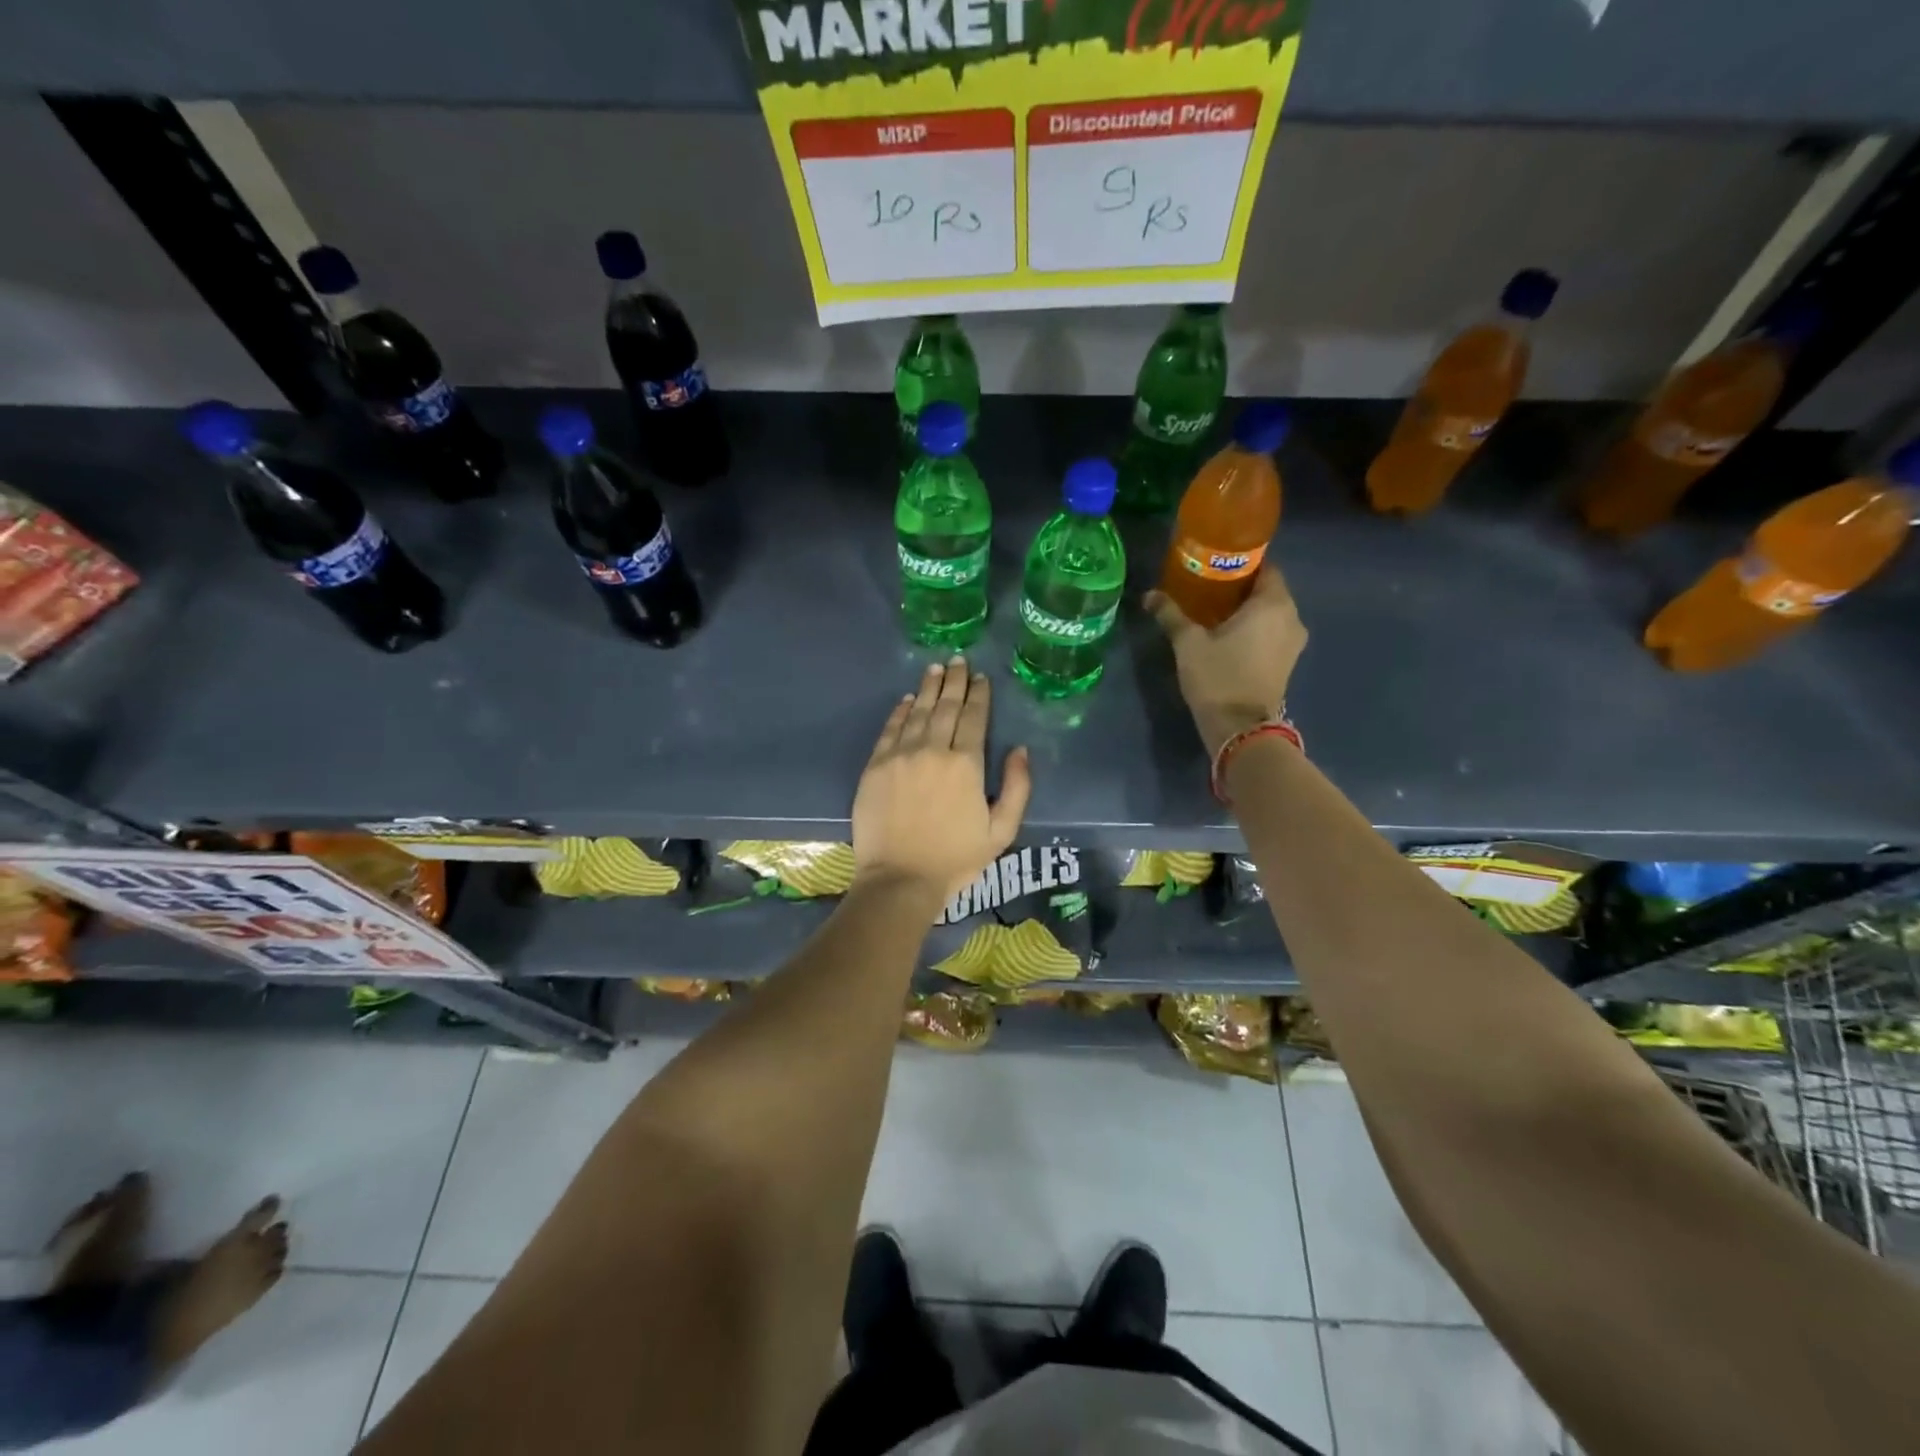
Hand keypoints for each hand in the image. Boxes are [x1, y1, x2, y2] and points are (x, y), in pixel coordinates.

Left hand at [852, 656, 1031, 900]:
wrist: (899, 880)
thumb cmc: (955, 860)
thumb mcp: (1001, 832)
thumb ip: (1018, 788)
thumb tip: (1020, 750)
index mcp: (967, 765)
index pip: (975, 718)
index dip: (979, 695)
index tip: (981, 677)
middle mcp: (933, 750)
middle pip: (945, 707)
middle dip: (954, 681)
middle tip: (958, 660)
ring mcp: (900, 756)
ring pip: (916, 711)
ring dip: (927, 688)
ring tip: (935, 668)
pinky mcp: (875, 767)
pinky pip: (889, 730)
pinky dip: (899, 712)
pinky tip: (905, 699)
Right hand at [1145, 565, 1307, 755]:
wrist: (1240, 728)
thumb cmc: (1218, 677)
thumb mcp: (1188, 643)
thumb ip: (1171, 614)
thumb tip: (1149, 595)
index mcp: (1273, 603)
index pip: (1265, 567)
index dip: (1241, 564)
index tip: (1214, 567)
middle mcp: (1291, 617)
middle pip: (1267, 591)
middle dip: (1240, 588)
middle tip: (1207, 589)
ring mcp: (1293, 643)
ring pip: (1270, 614)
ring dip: (1247, 611)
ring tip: (1214, 614)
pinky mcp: (1287, 663)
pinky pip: (1272, 634)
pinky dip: (1254, 630)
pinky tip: (1227, 637)